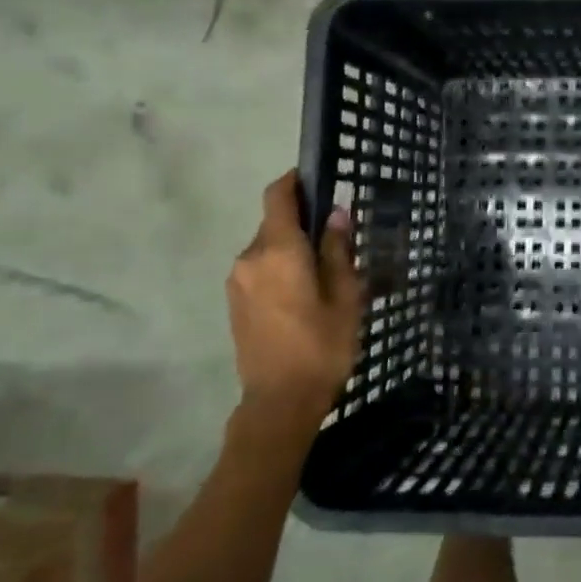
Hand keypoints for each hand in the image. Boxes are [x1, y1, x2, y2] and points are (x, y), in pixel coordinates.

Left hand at [226, 172, 362, 426]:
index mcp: (279, 251)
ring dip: (293, 249)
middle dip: (303, 223)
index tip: (318, 180)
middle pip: (275, 223)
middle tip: (338, 240)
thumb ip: (337, 249)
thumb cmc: (322, 345)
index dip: (295, 181)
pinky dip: (281, 268)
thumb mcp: (345, 295)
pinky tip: (304, 293)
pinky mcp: (235, 302)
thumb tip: (336, 213)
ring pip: (268, 248)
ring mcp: (238, 281)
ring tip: (325, 272)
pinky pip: (260, 269)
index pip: (278, 196)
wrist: (279, 402)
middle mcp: (250, 258)